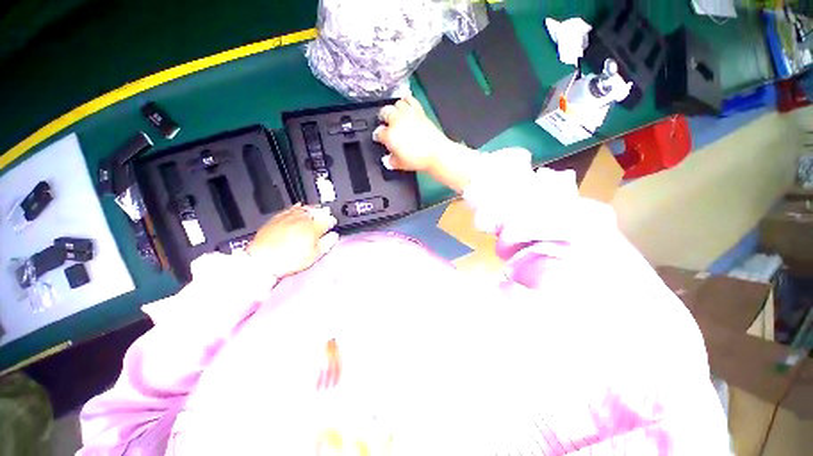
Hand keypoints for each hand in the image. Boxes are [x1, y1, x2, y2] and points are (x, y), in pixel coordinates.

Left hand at [246, 204, 338, 277]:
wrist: (262, 260)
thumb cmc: (289, 259)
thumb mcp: (314, 255)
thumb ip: (327, 243)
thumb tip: (334, 236)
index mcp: (314, 228)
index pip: (328, 220)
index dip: (332, 222)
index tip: (333, 224)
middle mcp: (303, 219)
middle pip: (317, 211)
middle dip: (323, 213)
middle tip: (326, 215)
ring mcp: (289, 217)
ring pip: (304, 208)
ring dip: (312, 208)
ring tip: (315, 210)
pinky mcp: (277, 218)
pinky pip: (290, 208)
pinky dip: (297, 207)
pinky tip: (298, 207)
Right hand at [373, 96, 452, 171]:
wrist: (436, 153)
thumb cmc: (417, 160)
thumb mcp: (400, 165)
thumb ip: (390, 161)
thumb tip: (387, 159)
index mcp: (389, 135)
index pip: (378, 132)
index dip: (378, 136)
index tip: (380, 139)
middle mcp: (397, 121)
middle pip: (385, 112)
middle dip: (383, 117)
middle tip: (384, 123)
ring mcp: (408, 114)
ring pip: (397, 104)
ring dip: (394, 108)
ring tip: (395, 114)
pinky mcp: (419, 111)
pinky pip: (410, 99)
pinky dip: (407, 100)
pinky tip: (406, 104)